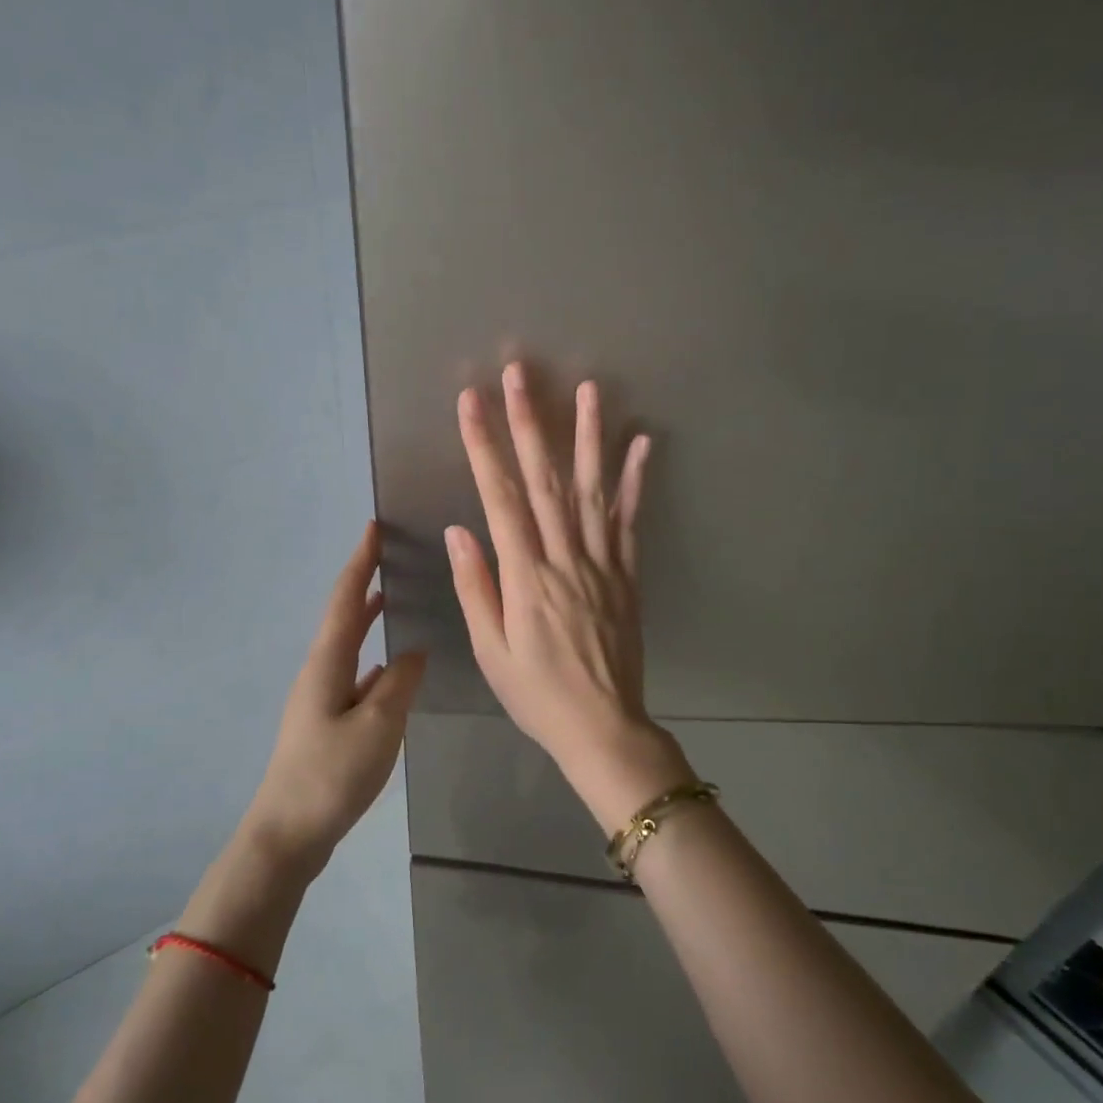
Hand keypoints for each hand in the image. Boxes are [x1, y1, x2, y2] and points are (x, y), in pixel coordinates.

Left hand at [244, 521, 426, 878]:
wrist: (287, 833)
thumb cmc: (331, 775)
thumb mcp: (377, 726)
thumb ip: (400, 684)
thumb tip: (413, 652)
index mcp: (326, 664)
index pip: (345, 600)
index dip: (360, 563)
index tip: (373, 527)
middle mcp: (318, 672)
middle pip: (342, 618)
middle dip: (363, 585)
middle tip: (388, 558)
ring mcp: (319, 699)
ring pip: (348, 647)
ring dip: (367, 620)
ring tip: (392, 600)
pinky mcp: (324, 723)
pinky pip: (354, 676)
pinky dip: (373, 660)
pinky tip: (392, 669)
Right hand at [447, 363, 692, 831]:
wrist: (603, 727)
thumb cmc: (537, 695)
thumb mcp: (491, 651)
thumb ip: (477, 587)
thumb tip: (460, 529)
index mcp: (525, 577)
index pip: (499, 498)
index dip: (484, 446)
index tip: (471, 403)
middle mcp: (565, 559)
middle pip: (544, 480)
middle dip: (530, 423)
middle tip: (520, 375)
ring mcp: (602, 563)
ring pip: (592, 490)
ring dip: (588, 436)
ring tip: (588, 389)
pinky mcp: (628, 575)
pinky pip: (631, 521)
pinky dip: (636, 481)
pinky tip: (641, 444)